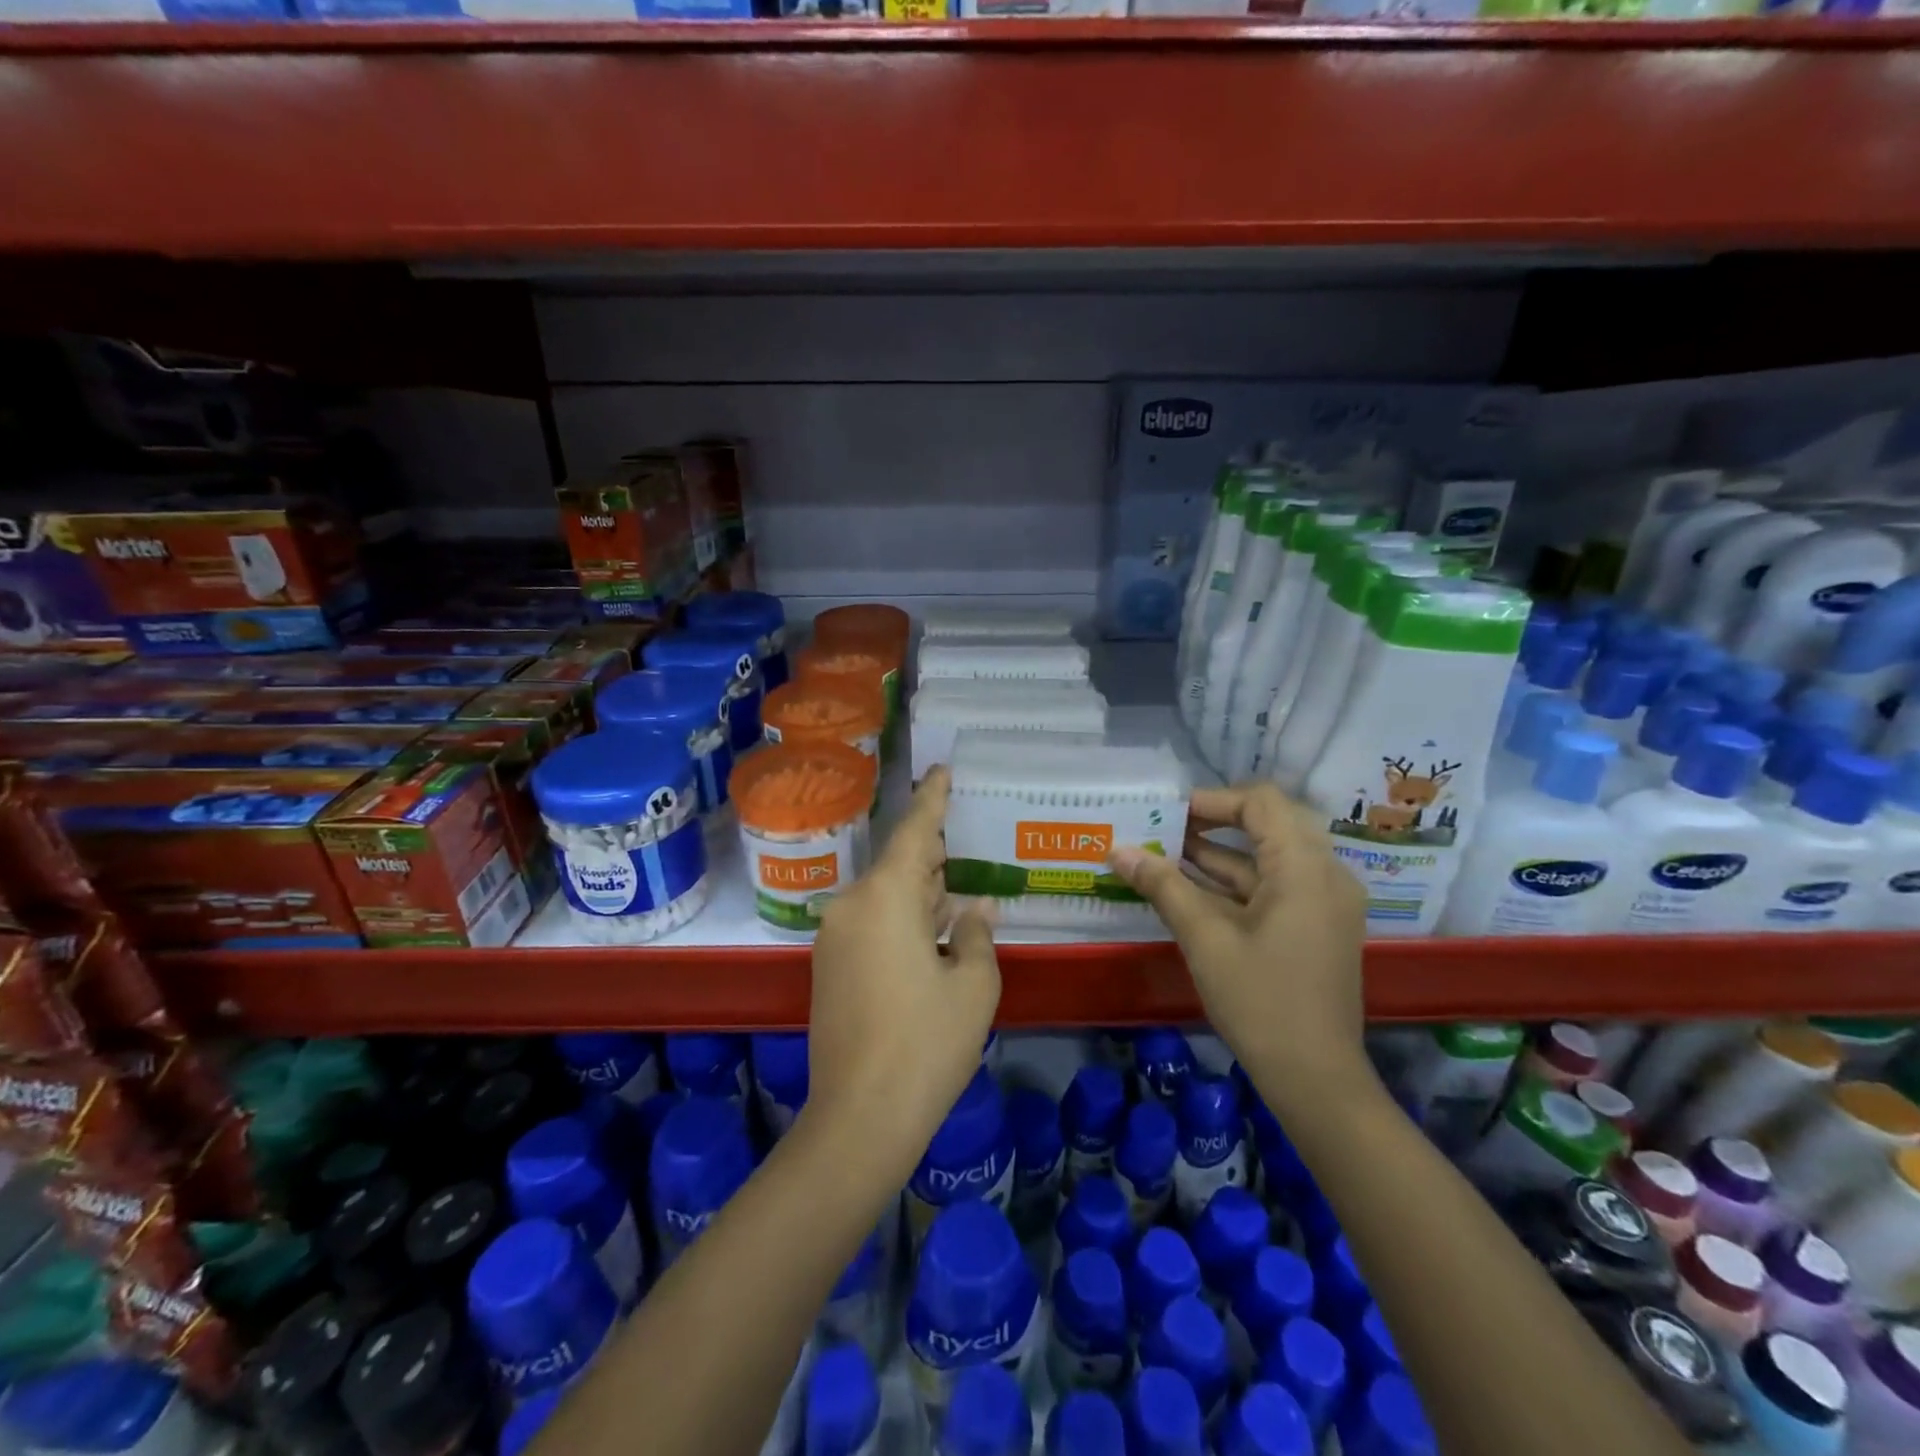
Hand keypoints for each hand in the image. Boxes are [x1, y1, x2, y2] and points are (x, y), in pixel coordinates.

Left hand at [806, 767, 1001, 1170]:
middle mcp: (852, 906)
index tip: (942, 769)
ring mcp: (835, 938)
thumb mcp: (973, 986)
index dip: (932, 798)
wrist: (860, 1117)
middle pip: (899, 865)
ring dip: (920, 893)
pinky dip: (904, 919)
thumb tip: (976, 910)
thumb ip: (977, 936)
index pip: (913, 831)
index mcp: (885, 897)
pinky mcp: (829, 968)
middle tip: (966, 838)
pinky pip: (872, 924)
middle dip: (933, 856)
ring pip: (886, 897)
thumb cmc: (927, 1043)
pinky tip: (935, 929)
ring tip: (958, 884)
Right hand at [1110, 781, 1370, 1107]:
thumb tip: (1118, 850)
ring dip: (1221, 853)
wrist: (1316, 1079)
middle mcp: (1326, 874)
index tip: (1168, 813)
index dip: (1212, 800)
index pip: (1261, 802)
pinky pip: (1277, 885)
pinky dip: (1237, 882)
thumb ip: (1163, 886)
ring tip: (1166, 854)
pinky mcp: (1318, 926)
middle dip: (1214, 822)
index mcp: (1306, 867)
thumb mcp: (1205, 938)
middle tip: (1167, 828)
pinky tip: (1192, 889)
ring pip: (1271, 857)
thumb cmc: (1260, 1001)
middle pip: (1269, 824)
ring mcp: (1326, 902)